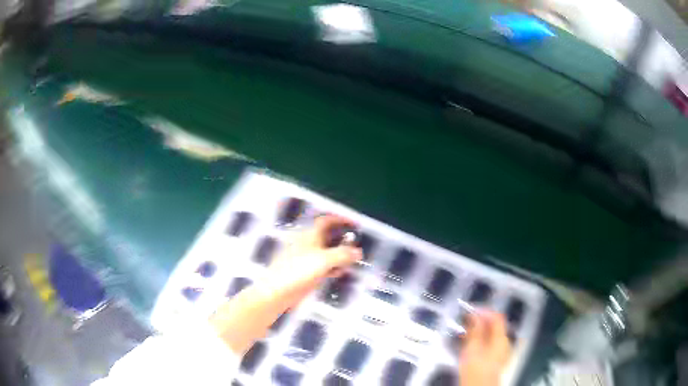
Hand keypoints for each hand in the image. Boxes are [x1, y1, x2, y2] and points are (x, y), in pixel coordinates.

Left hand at [211, 214, 361, 354]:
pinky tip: (340, 272)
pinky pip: (322, 266)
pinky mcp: (304, 273)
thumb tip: (358, 252)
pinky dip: (332, 266)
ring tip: (353, 259)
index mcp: (309, 235)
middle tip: (357, 243)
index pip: (326, 221)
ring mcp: (305, 259)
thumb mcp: (324, 260)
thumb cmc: (298, 271)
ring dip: (339, 254)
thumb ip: (342, 255)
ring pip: (325, 252)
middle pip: (327, 236)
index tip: (354, 223)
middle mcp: (307, 244)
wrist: (277, 291)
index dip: (340, 219)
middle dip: (342, 239)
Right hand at [459, 310, 512, 385]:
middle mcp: (505, 342)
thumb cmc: (476, 367)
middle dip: (481, 321)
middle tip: (467, 321)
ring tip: (466, 332)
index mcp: (502, 337)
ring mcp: (502, 351)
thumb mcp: (473, 348)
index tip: (472, 310)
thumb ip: (475, 330)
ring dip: (480, 331)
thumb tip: (475, 315)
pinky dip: (482, 340)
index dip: (485, 311)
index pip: (497, 317)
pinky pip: (491, 343)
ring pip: (492, 335)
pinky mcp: (497, 359)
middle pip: (496, 326)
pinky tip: (471, 344)